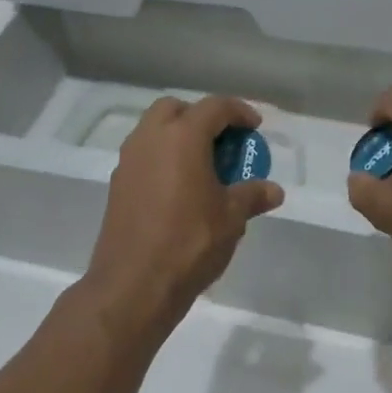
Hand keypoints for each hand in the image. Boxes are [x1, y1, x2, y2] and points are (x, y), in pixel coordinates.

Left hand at [84, 95, 283, 330]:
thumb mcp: (231, 217)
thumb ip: (252, 196)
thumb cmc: (190, 242)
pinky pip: (144, 155)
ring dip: (178, 136)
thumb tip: (274, 191)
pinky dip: (163, 158)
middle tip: (222, 141)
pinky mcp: (117, 184)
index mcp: (182, 137)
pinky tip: (180, 187)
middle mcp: (150, 139)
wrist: (133, 285)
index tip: (254, 127)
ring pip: (154, 130)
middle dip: (201, 117)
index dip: (239, 111)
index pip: (214, 107)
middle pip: (175, 109)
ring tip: (202, 164)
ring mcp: (129, 161)